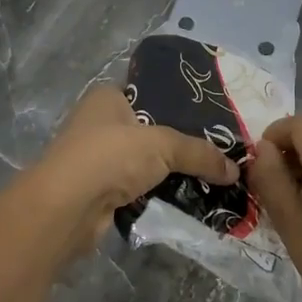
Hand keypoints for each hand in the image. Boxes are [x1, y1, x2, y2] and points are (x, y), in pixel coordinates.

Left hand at [23, 85, 238, 258]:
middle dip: (180, 143)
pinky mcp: (100, 191)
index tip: (212, 117)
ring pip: (145, 162)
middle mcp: (99, 123)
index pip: (149, 93)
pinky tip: (187, 199)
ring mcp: (97, 159)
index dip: (179, 104)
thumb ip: (199, 153)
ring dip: (170, 172)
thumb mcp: (162, 145)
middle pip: (150, 130)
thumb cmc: (110, 157)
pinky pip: (139, 188)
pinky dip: (158, 194)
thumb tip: (235, 170)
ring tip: (211, 176)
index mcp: (107, 98)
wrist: (67, 208)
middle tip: (218, 151)